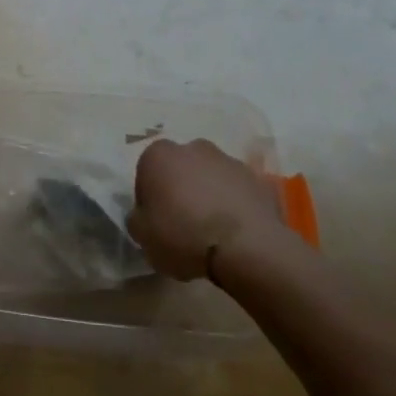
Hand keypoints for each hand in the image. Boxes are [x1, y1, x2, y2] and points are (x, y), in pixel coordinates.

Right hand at [128, 137, 282, 280]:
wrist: (246, 247)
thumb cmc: (183, 236)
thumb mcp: (142, 236)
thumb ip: (137, 218)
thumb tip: (145, 215)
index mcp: (159, 155)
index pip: (146, 174)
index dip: (150, 199)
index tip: (156, 222)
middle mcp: (193, 148)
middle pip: (180, 169)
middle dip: (180, 190)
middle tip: (183, 224)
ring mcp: (229, 160)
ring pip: (210, 177)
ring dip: (208, 195)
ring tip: (212, 232)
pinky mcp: (258, 179)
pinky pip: (237, 191)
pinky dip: (233, 205)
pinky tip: (234, 233)